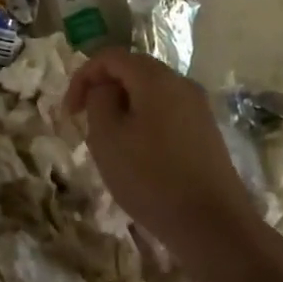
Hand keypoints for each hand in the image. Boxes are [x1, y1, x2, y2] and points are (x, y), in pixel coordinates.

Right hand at [64, 48, 268, 281]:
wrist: (213, 225)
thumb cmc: (151, 178)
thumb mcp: (107, 138)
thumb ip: (99, 101)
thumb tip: (106, 89)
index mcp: (156, 78)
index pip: (111, 56)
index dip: (83, 77)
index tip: (69, 112)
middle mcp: (181, 83)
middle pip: (133, 71)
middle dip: (104, 90)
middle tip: (86, 123)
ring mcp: (198, 107)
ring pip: (150, 93)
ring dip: (124, 108)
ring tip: (109, 142)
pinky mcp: (206, 132)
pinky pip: (167, 113)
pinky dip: (145, 122)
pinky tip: (138, 155)